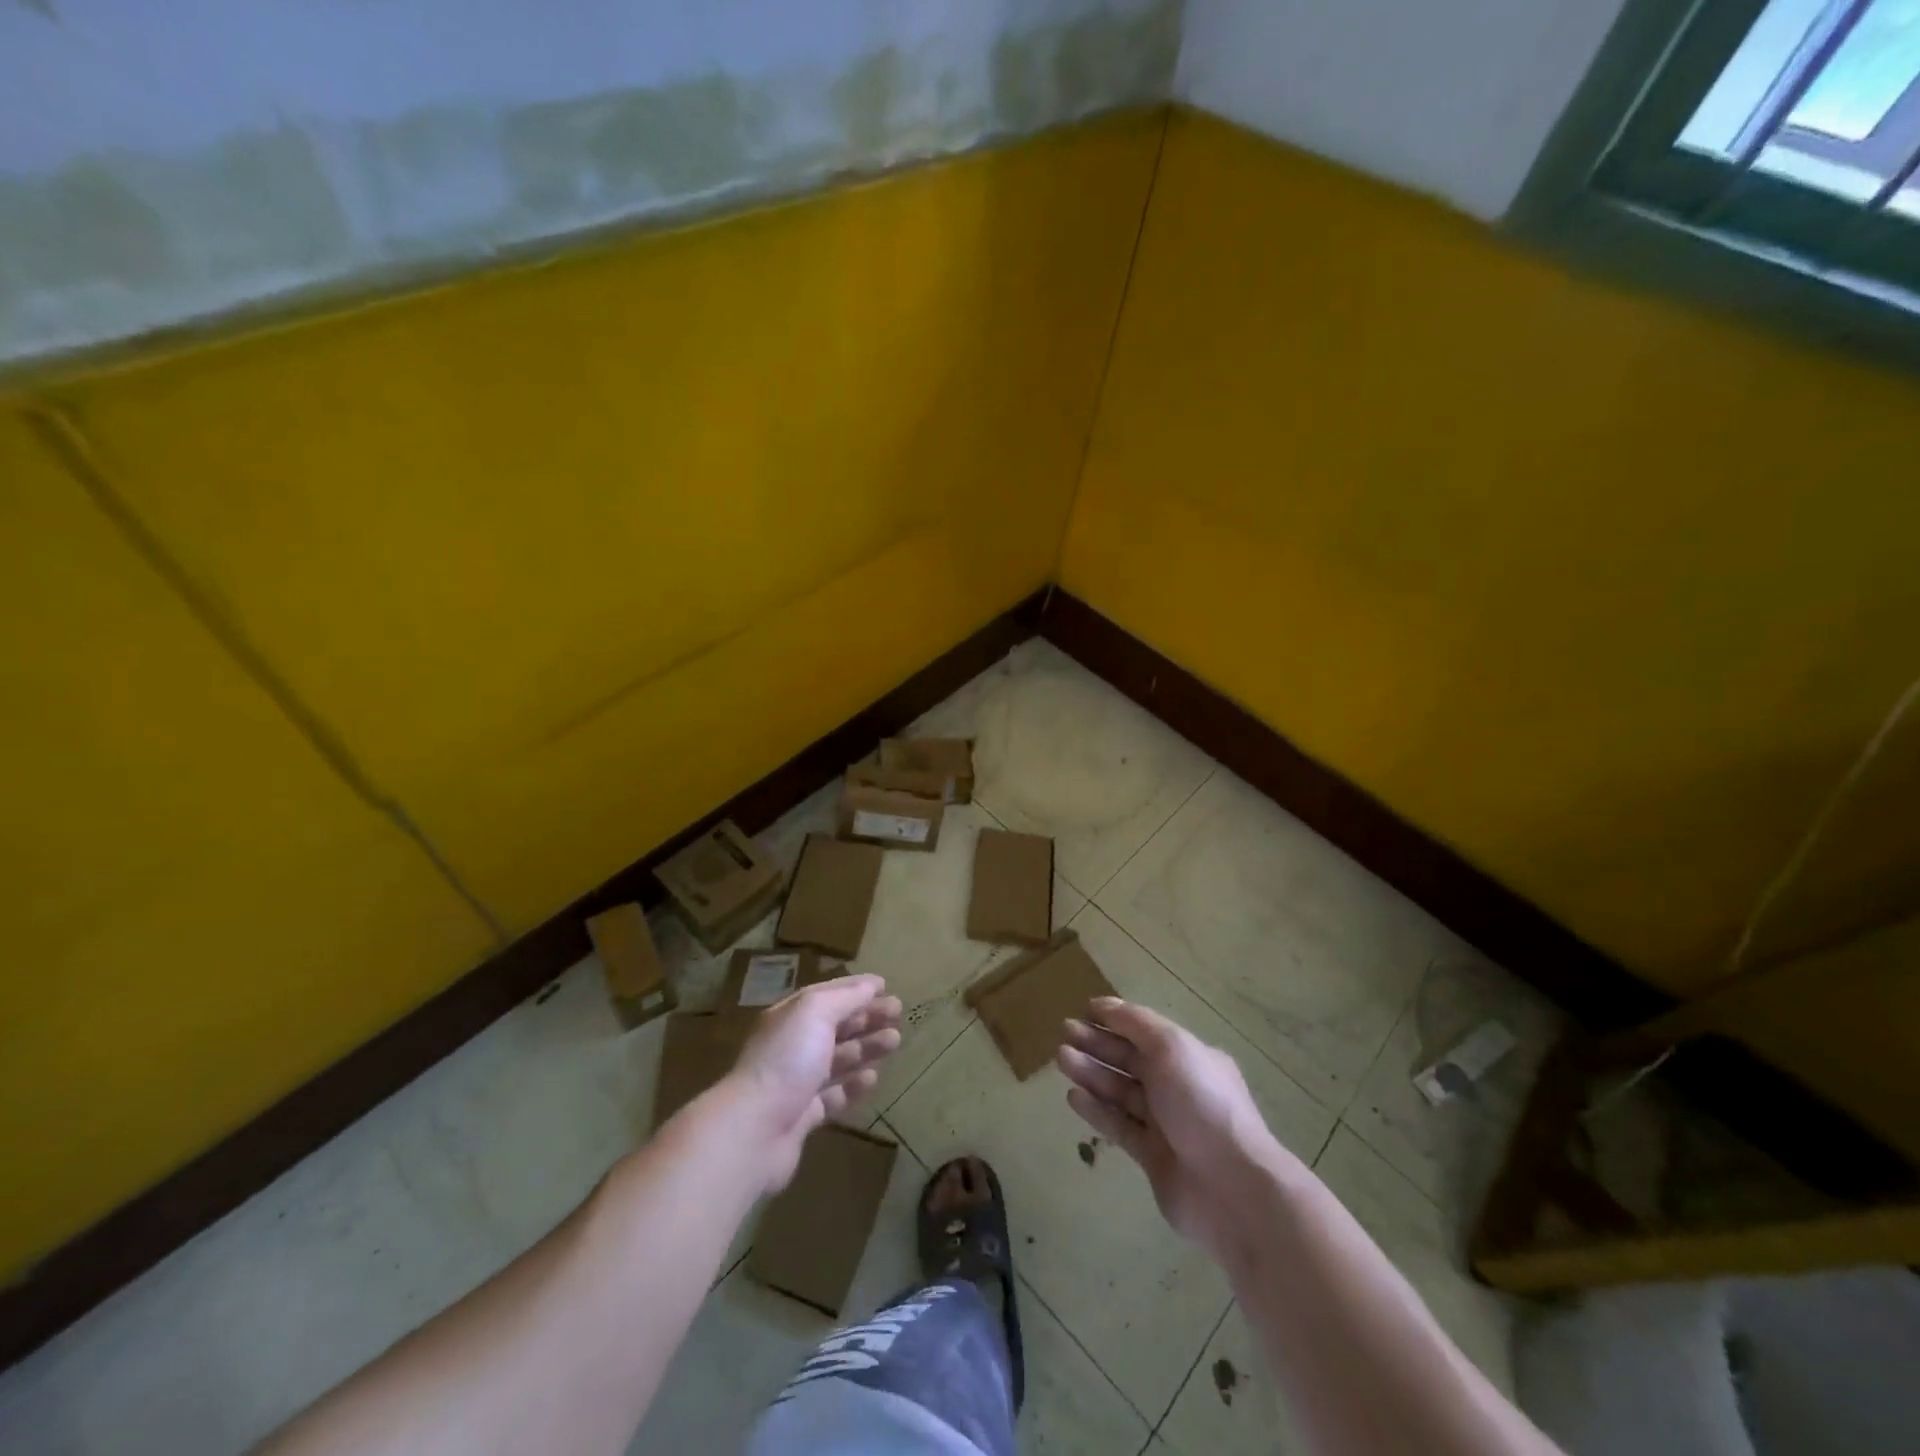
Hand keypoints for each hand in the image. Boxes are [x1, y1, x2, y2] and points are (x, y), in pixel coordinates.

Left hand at [727, 975, 901, 1191]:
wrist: (753, 1130)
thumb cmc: (787, 1060)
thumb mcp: (816, 1013)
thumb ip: (845, 998)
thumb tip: (871, 985)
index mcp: (791, 1016)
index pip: (827, 994)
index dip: (856, 988)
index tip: (885, 986)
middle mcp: (792, 1045)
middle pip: (835, 1025)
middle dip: (866, 1017)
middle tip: (898, 1014)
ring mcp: (796, 1082)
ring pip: (837, 1059)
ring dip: (866, 1048)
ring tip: (894, 1042)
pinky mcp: (802, 1116)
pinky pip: (833, 1096)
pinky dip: (853, 1086)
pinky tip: (872, 1079)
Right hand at [1058, 997, 1300, 1258]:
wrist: (1231, 1187)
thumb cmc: (1201, 1103)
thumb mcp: (1171, 1047)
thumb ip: (1135, 1023)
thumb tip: (1103, 1004)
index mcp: (1189, 1057)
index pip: (1145, 1031)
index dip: (1115, 1019)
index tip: (1083, 1010)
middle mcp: (1178, 1087)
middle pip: (1130, 1059)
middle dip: (1097, 1043)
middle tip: (1064, 1032)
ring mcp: (1165, 1124)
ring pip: (1121, 1091)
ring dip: (1092, 1072)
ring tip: (1061, 1058)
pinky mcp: (1152, 1157)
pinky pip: (1119, 1125)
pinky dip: (1097, 1109)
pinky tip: (1073, 1096)